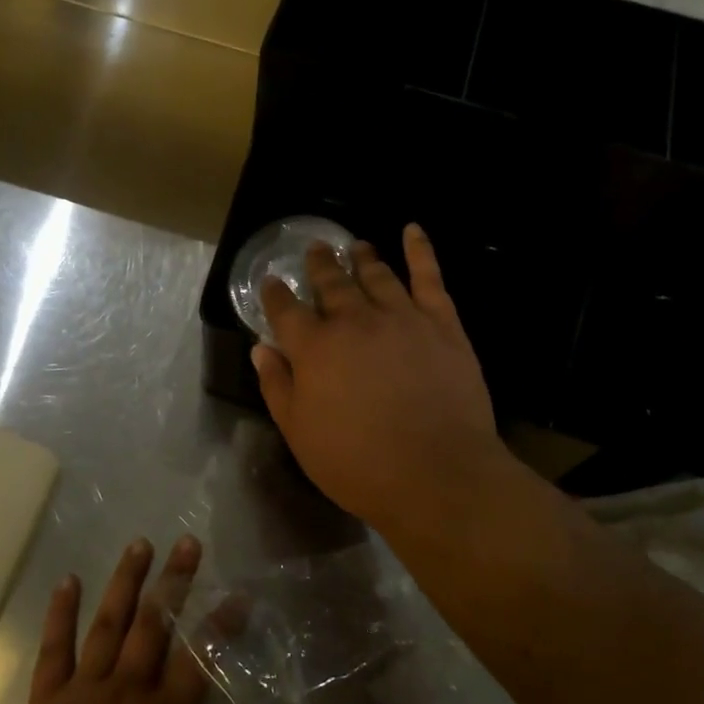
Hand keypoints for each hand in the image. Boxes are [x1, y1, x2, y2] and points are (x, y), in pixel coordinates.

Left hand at [0, 536, 272, 703]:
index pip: (200, 656)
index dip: (222, 622)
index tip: (238, 595)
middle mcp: (128, 691)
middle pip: (155, 624)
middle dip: (175, 580)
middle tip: (187, 541)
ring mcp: (84, 692)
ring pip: (108, 624)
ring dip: (126, 581)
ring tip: (139, 544)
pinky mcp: (46, 703)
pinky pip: (54, 649)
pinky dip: (61, 613)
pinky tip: (67, 581)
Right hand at [252, 224, 523, 545]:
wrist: (436, 473)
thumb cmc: (358, 464)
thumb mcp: (300, 434)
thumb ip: (277, 387)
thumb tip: (261, 348)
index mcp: (314, 348)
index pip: (286, 310)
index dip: (275, 293)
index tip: (271, 280)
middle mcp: (353, 321)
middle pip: (331, 282)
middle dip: (320, 265)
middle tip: (317, 249)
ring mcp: (400, 316)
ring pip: (376, 275)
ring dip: (363, 258)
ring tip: (356, 246)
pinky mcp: (441, 322)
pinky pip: (429, 277)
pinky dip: (420, 250)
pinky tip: (413, 230)